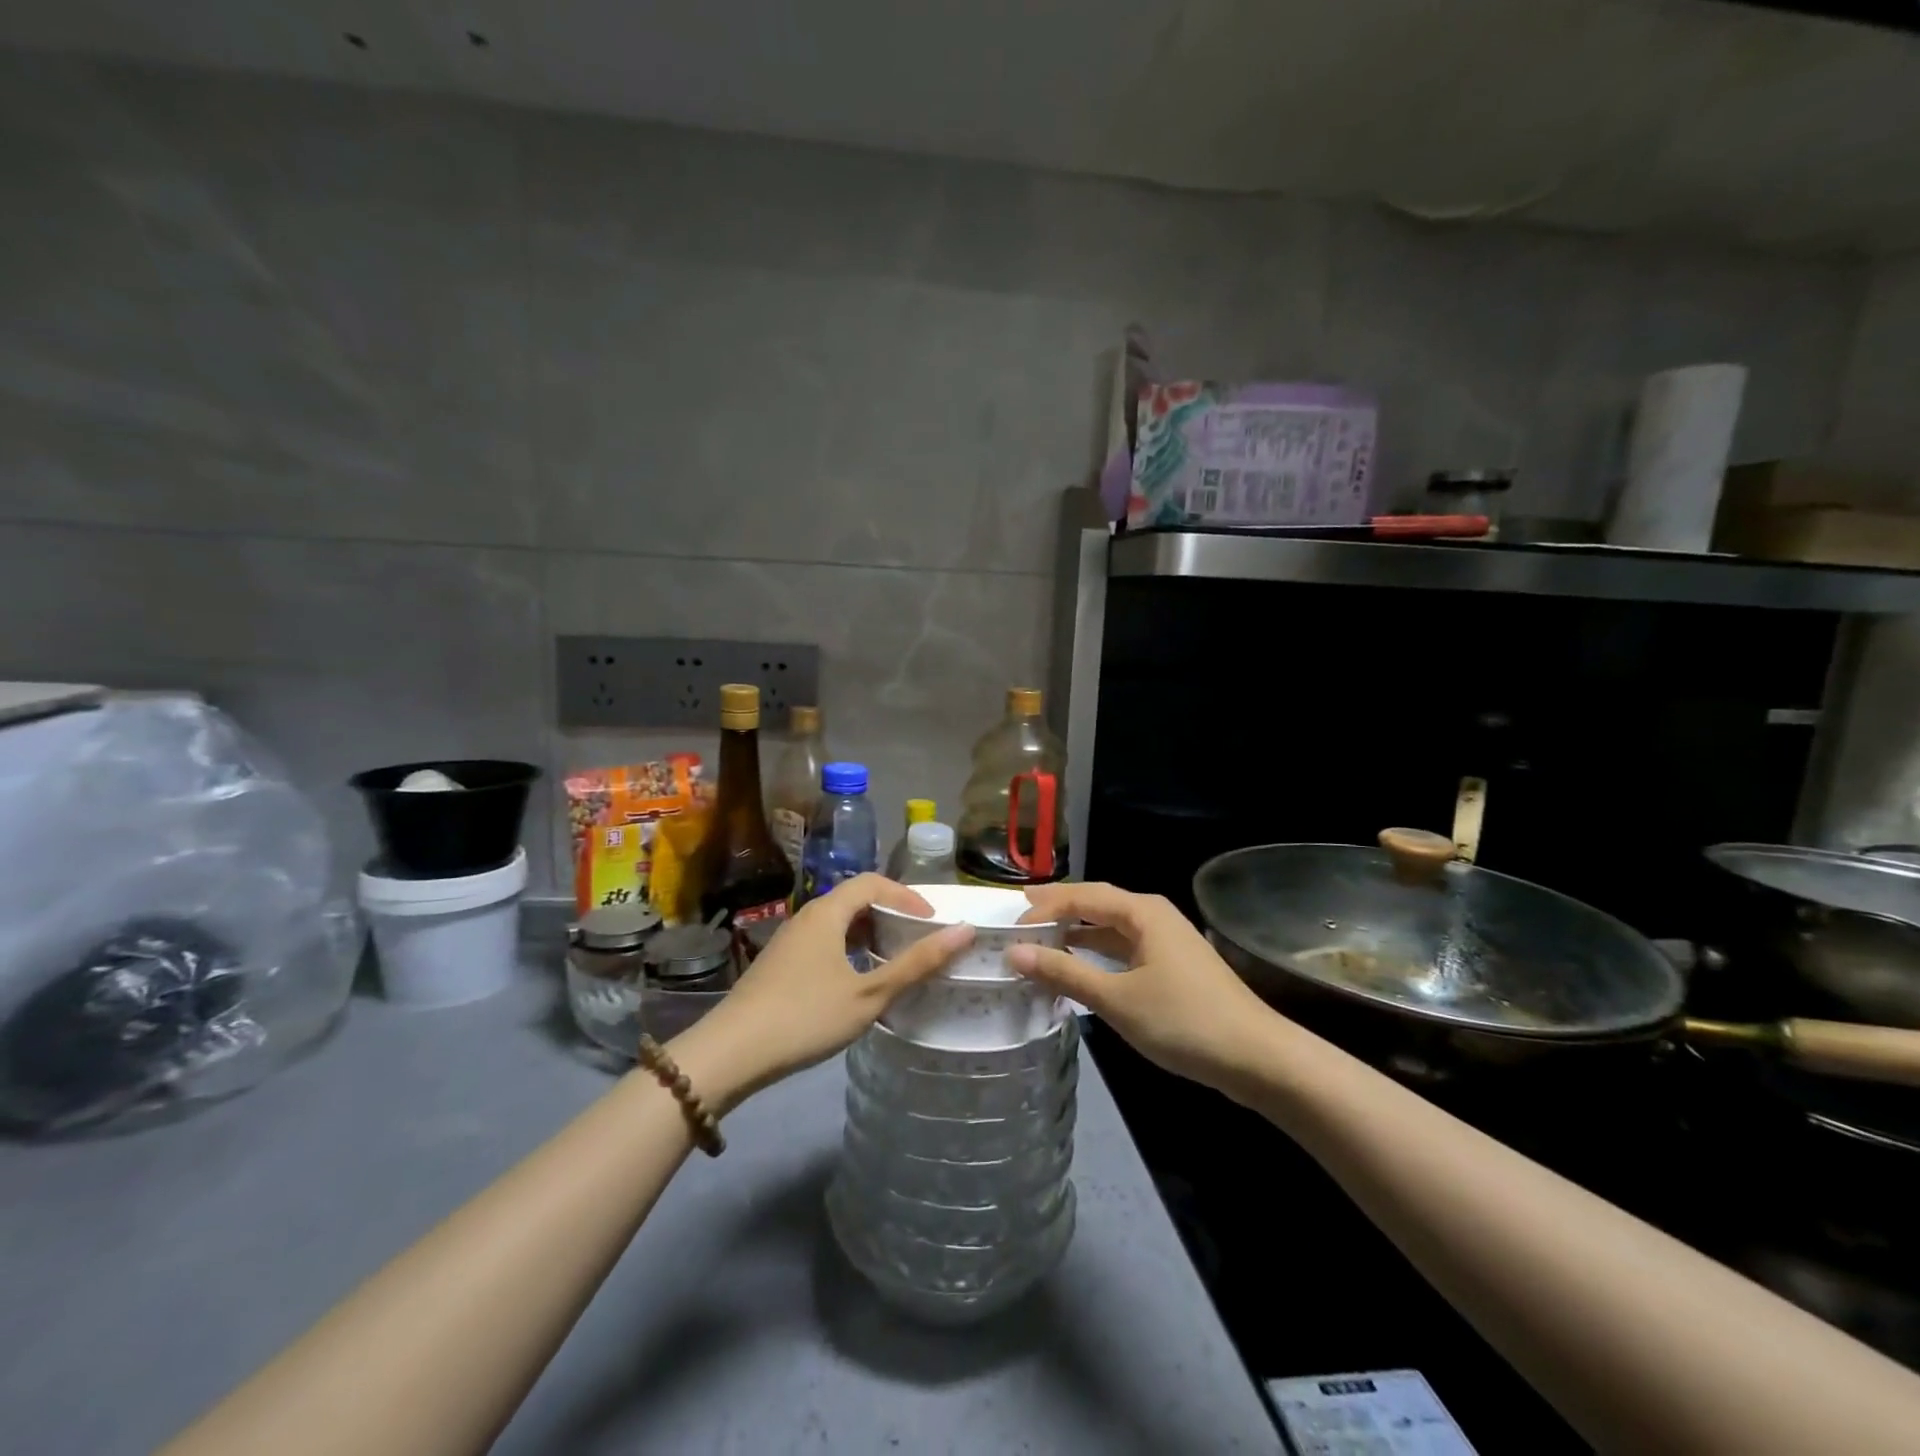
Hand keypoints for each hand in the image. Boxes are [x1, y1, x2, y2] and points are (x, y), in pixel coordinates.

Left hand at [670, 875, 972, 1113]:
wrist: (730, 1053)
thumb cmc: (806, 1016)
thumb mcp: (869, 994)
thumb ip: (916, 963)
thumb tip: (964, 931)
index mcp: (827, 912)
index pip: (873, 882)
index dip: (907, 896)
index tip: (933, 922)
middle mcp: (807, 915)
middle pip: (854, 898)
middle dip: (891, 913)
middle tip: (919, 939)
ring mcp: (789, 939)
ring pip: (838, 921)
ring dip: (869, 933)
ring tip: (894, 959)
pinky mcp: (779, 963)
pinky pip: (823, 940)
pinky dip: (849, 948)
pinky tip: (857, 980)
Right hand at [1009, 882, 1276, 1094]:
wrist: (1258, 1058)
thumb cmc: (1184, 1021)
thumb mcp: (1117, 999)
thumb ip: (1065, 973)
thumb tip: (1015, 952)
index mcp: (1142, 912)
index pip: (1082, 895)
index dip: (1044, 906)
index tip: (1010, 925)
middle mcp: (1153, 916)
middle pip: (1096, 904)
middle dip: (1057, 911)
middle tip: (1018, 919)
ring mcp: (1165, 941)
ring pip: (1110, 928)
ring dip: (1076, 934)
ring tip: (1039, 942)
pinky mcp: (1172, 967)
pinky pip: (1123, 949)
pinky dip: (1096, 955)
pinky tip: (1078, 969)